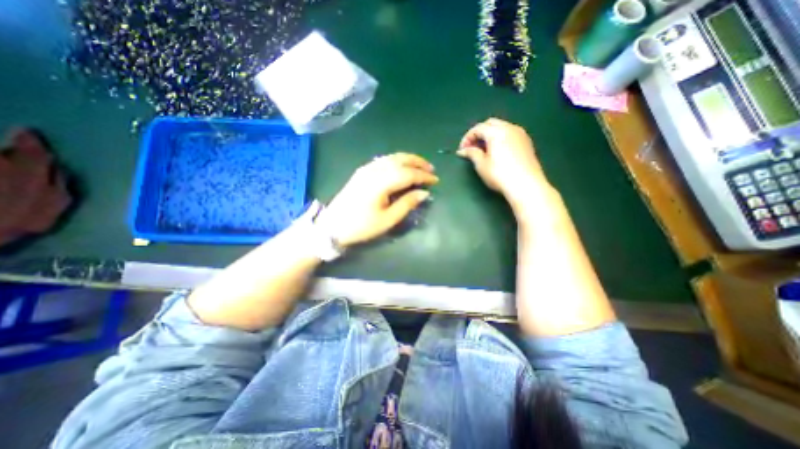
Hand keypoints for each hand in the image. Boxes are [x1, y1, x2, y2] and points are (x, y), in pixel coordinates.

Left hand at [314, 153, 435, 246]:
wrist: (333, 226)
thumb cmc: (362, 226)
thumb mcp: (387, 220)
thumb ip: (407, 204)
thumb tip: (424, 193)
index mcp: (381, 182)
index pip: (408, 174)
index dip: (423, 176)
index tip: (436, 181)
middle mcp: (374, 170)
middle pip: (400, 160)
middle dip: (418, 163)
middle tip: (431, 170)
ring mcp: (366, 169)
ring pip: (391, 157)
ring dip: (408, 159)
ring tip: (420, 166)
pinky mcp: (361, 171)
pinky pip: (383, 160)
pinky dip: (396, 160)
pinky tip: (401, 166)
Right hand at [460, 119, 553, 209]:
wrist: (525, 185)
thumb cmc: (500, 174)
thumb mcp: (481, 165)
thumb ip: (471, 153)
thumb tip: (463, 151)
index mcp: (497, 132)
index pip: (478, 128)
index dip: (467, 138)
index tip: (462, 150)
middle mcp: (510, 128)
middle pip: (490, 123)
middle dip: (479, 133)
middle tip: (472, 147)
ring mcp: (520, 134)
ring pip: (501, 127)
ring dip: (490, 135)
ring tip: (483, 150)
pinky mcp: (527, 142)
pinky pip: (510, 133)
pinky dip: (500, 138)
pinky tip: (497, 151)